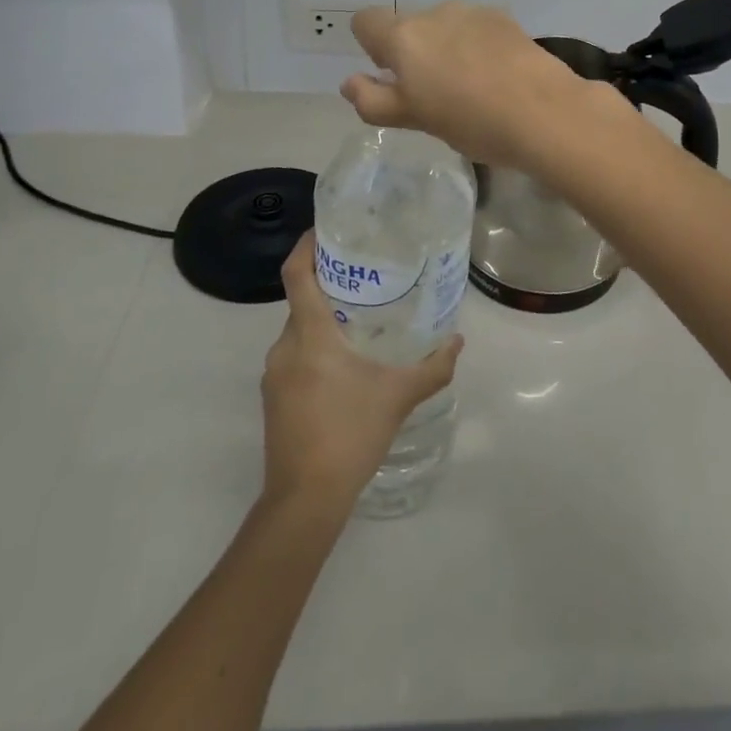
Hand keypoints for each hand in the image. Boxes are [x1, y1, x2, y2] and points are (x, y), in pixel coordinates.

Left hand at [261, 233, 463, 508]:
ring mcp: (273, 374)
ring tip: (360, 320)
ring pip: (298, 331)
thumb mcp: (399, 396)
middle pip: (301, 300)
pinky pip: (294, 356)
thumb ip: (433, 367)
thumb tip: (458, 341)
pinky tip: (344, 365)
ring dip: (323, 320)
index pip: (297, 274)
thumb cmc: (350, 434)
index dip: (306, 246)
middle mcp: (284, 347)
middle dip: (328, 285)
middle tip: (364, 277)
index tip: (326, 230)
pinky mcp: (273, 398)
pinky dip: (315, 347)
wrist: (305, 500)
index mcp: (309, 335)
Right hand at [342, 1, 628, 169]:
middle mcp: (434, 14)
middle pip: (409, 26)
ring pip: (444, 27)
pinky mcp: (505, 19)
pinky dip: (476, 46)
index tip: (395, 77)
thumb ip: (374, 100)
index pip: (365, 22)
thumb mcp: (414, 119)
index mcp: (404, 37)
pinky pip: (475, 29)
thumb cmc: (470, 121)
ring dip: (447, 49)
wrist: (545, 111)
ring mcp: (473, 13)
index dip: (372, 48)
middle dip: (415, 54)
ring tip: (472, 88)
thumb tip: (349, 83)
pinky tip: (498, 76)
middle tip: (437, 95)